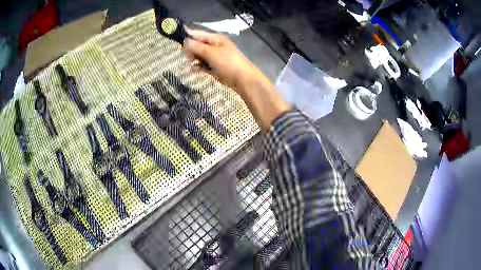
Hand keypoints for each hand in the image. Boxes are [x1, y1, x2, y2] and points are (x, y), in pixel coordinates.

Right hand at [184, 29, 289, 129]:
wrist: (243, 79)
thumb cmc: (228, 62)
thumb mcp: (211, 52)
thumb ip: (197, 47)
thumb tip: (185, 41)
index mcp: (216, 39)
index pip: (199, 34)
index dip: (188, 35)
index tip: (176, 37)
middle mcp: (215, 46)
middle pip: (198, 45)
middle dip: (191, 49)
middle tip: (185, 56)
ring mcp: (216, 57)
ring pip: (200, 56)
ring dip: (194, 58)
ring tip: (190, 63)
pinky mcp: (216, 68)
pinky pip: (204, 65)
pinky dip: (199, 67)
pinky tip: (193, 69)